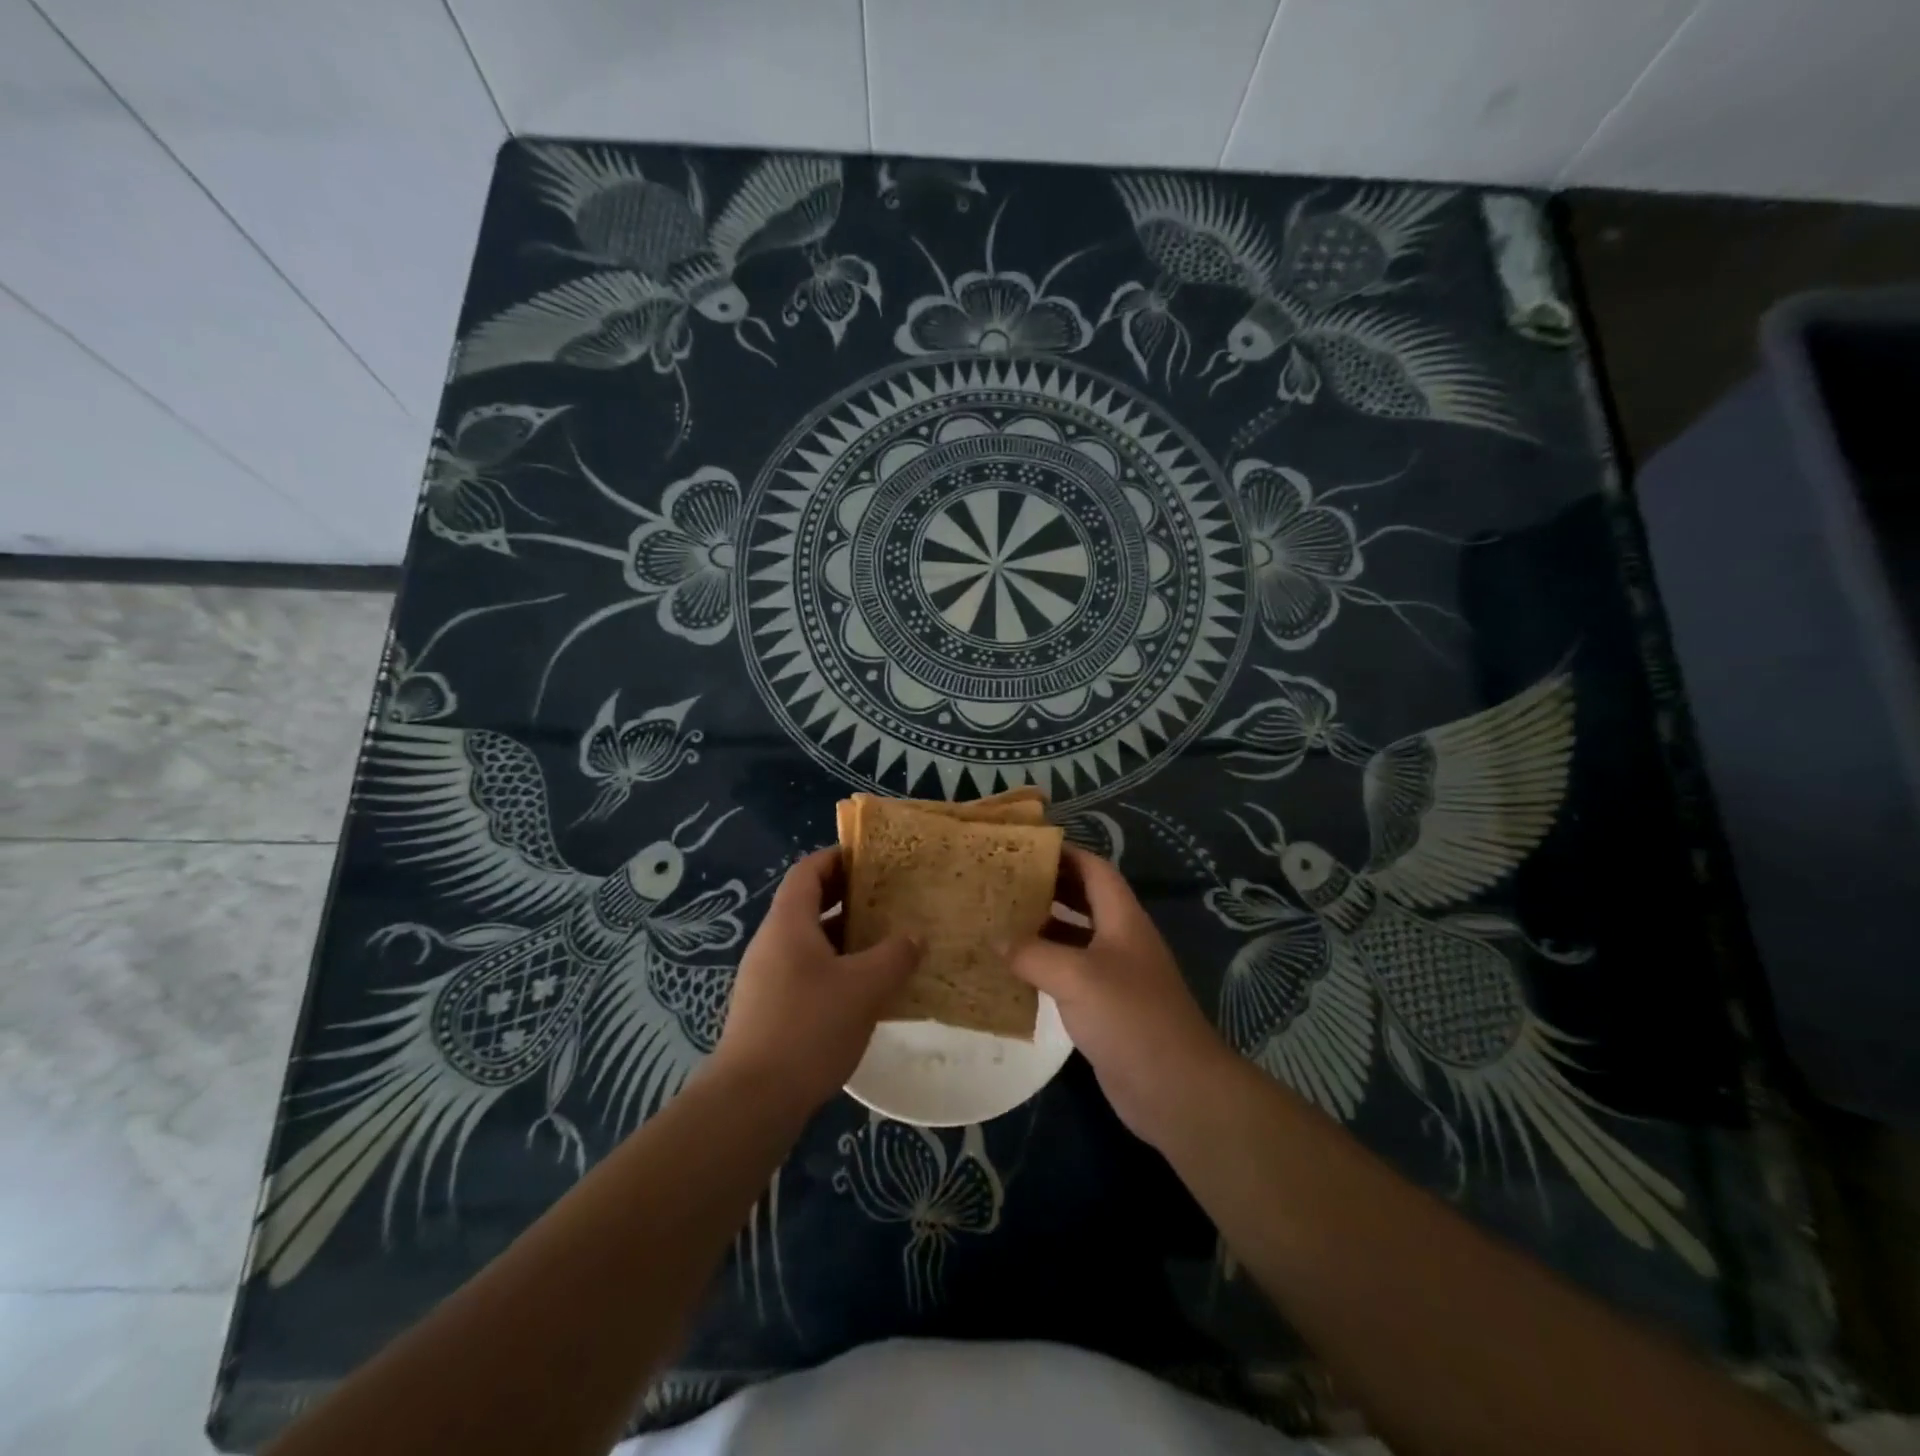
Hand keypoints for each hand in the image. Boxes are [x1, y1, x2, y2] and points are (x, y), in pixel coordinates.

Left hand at [711, 846, 921, 1111]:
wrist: (752, 1101)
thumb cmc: (809, 1028)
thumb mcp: (864, 988)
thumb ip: (894, 956)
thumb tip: (914, 936)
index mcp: (788, 924)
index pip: (808, 871)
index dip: (838, 857)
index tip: (873, 857)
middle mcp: (772, 942)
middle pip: (808, 903)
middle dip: (848, 896)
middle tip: (889, 897)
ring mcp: (766, 977)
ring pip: (810, 940)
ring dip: (845, 935)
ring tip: (886, 940)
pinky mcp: (769, 1008)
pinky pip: (806, 971)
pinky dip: (836, 967)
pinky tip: (865, 989)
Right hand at [1008, 845, 1234, 1146]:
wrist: (1174, 1088)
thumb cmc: (1130, 1017)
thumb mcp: (1076, 977)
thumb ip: (1033, 954)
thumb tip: (996, 938)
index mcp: (1122, 919)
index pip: (1094, 869)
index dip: (1064, 853)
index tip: (1023, 848)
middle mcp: (1121, 939)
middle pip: (1083, 899)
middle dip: (1047, 887)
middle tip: (1003, 882)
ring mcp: (1115, 974)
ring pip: (1074, 937)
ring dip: (1042, 927)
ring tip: (1000, 919)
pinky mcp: (1106, 1007)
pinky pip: (1070, 974)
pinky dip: (1044, 966)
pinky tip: (1014, 970)